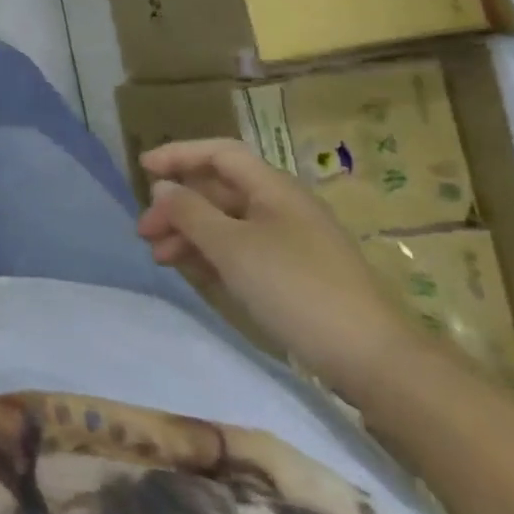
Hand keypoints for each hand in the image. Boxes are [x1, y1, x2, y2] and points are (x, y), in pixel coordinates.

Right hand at [135, 139, 424, 399]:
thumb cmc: (296, 289)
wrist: (372, 359)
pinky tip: (192, 273)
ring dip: (190, 233)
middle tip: (144, 231)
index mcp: (273, 188)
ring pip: (228, 223)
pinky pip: (242, 251)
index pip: (219, 153)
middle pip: (219, 190)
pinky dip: (213, 255)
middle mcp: (281, 206)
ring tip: (159, 256)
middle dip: (178, 205)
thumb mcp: (233, 248)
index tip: (142, 168)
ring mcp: (290, 242)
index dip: (179, 154)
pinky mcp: (294, 275)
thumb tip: (162, 187)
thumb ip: (191, 213)